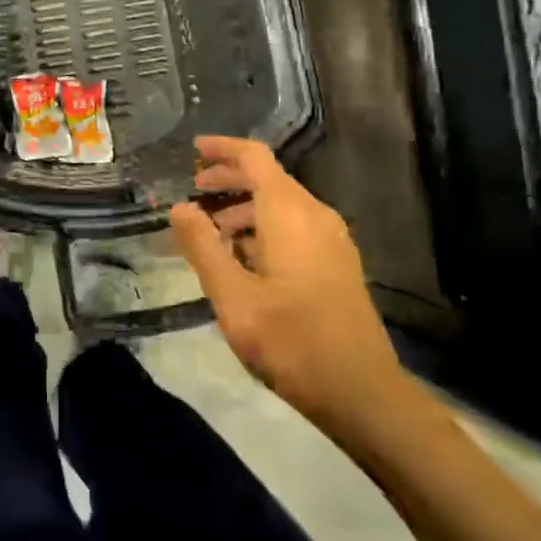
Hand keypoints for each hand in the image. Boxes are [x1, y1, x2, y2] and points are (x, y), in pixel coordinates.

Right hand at [169, 135, 414, 449]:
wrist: (361, 392)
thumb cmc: (290, 340)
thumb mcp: (232, 296)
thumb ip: (202, 247)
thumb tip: (179, 207)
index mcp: (289, 213)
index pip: (254, 158)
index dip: (222, 148)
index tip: (193, 149)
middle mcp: (315, 215)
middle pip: (269, 178)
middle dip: (228, 178)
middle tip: (192, 192)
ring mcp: (332, 239)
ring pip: (282, 204)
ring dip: (244, 206)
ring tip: (211, 231)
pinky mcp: (338, 263)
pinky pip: (295, 226)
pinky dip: (264, 226)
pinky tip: (244, 257)